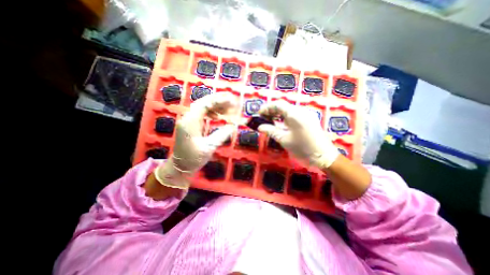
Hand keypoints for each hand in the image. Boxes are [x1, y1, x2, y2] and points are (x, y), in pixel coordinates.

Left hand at [153, 92, 237, 188]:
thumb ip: (222, 134)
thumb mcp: (209, 147)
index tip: (231, 100)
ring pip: (203, 107)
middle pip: (203, 103)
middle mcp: (187, 117)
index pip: (205, 104)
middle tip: (232, 103)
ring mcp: (188, 120)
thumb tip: (233, 125)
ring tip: (228, 110)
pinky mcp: (190, 124)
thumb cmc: (193, 158)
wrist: (180, 166)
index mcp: (190, 122)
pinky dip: (211, 113)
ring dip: (216, 107)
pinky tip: (218, 117)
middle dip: (219, 101)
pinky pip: (201, 113)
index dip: (219, 101)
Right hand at [258, 100, 338, 168]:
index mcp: (295, 114)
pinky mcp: (309, 119)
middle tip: (262, 119)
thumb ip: (271, 131)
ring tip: (269, 121)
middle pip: (283, 106)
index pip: (278, 104)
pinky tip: (280, 123)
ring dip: (278, 114)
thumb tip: (260, 127)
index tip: (259, 114)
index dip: (266, 108)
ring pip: (288, 110)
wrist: (323, 156)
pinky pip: (294, 115)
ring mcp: (306, 114)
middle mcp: (301, 110)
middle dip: (271, 111)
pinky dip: (285, 117)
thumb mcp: (284, 139)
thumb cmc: (302, 148)